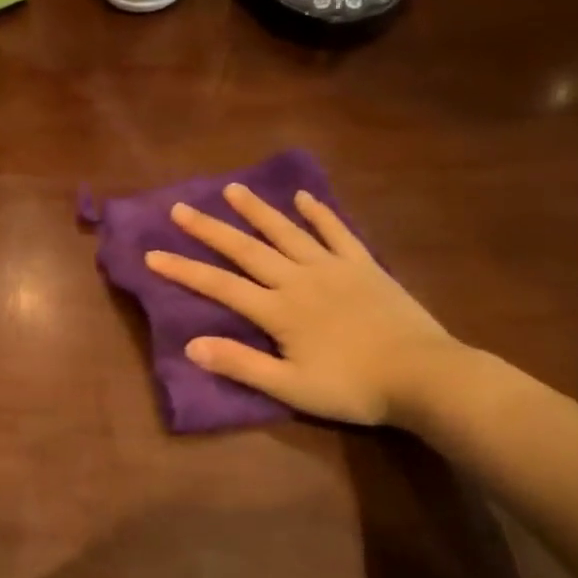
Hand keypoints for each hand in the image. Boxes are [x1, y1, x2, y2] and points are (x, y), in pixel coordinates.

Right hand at [145, 183, 460, 426]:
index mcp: (279, 310)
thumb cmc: (353, 387)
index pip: (220, 286)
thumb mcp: (291, 387)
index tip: (153, 254)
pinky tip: (304, 198)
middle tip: (180, 208)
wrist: (424, 376)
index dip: (184, 270)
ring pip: (287, 232)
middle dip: (210, 229)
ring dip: (257, 210)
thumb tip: (191, 346)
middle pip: (247, 249)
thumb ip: (241, 364)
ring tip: (232, 189)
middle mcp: (299, 279)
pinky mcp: (364, 266)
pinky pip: (337, 232)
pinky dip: (319, 214)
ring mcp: (333, 268)